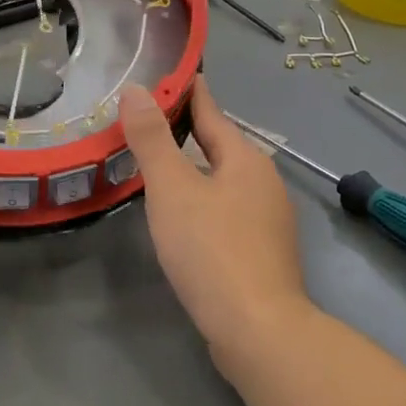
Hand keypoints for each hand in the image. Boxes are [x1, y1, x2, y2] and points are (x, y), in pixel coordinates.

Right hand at [118, 76, 315, 371]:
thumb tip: (136, 90)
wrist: (258, 329)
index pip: (211, 111)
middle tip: (145, 124)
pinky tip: (184, 218)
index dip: (186, 92)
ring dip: (194, 170)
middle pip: (219, 146)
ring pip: (224, 181)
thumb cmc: (212, 250)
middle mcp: (264, 181)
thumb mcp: (173, 190)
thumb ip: (152, 140)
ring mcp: (269, 218)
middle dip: (186, 133)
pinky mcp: (263, 251)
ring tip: (158, 168)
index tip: (164, 76)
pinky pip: (228, 211)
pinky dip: (204, 202)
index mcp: (245, 158)